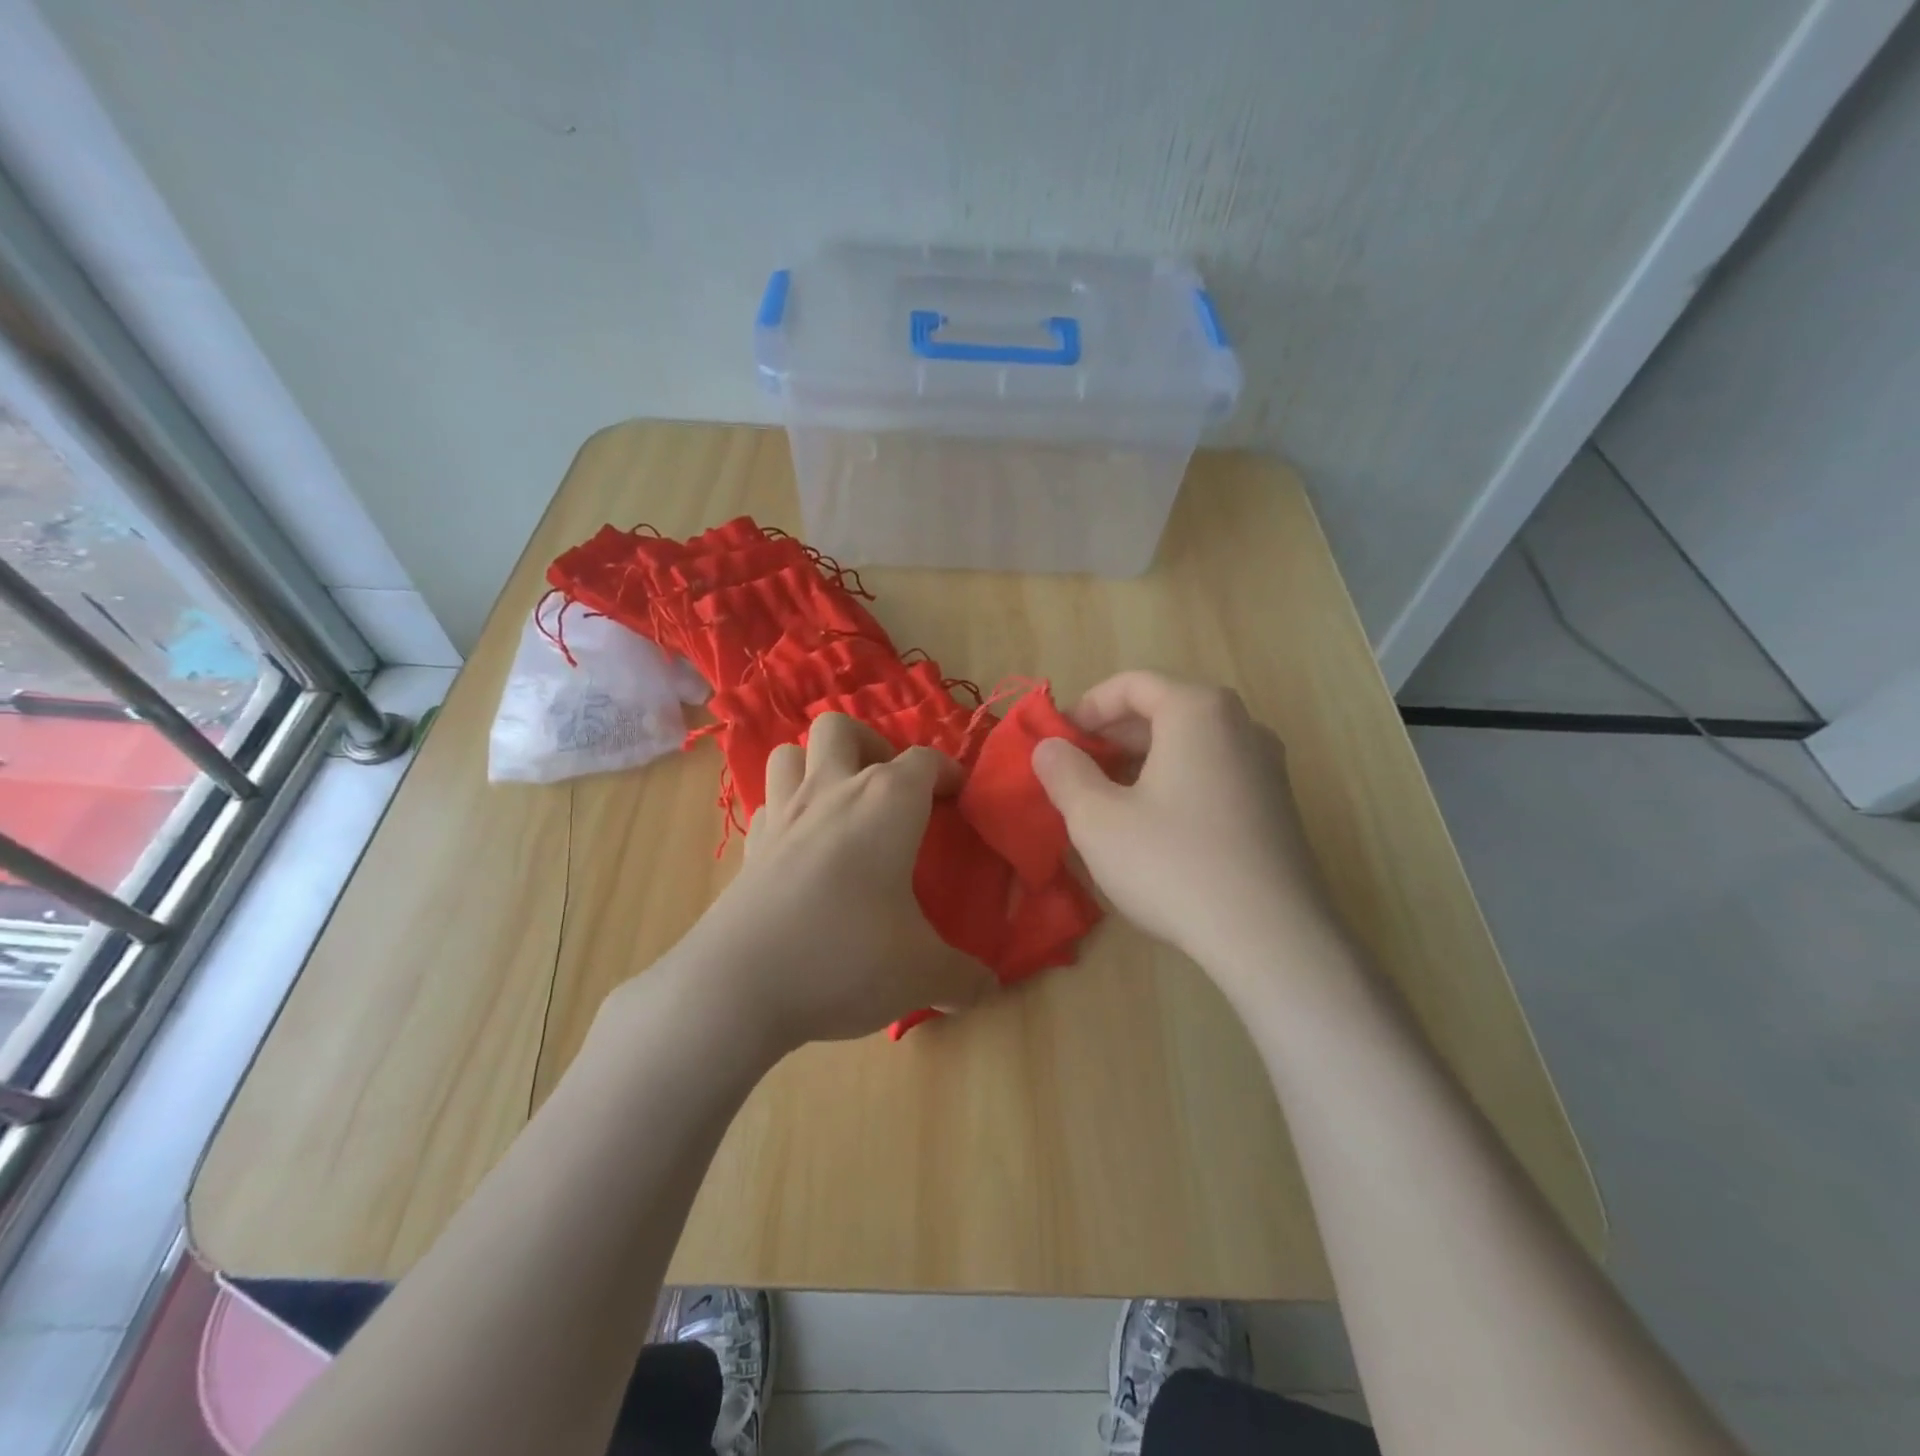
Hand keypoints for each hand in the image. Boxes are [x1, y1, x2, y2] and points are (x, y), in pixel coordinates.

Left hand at [645, 714, 993, 1053]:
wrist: (738, 986)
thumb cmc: (846, 957)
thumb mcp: (921, 973)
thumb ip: (962, 977)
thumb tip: (989, 989)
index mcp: (886, 804)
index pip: (925, 761)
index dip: (947, 772)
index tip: (958, 796)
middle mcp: (832, 792)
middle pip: (841, 729)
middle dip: (870, 745)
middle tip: (889, 791)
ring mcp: (782, 816)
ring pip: (790, 753)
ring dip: (817, 766)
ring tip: (840, 806)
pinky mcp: (748, 848)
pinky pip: (768, 805)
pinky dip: (787, 812)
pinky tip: (801, 848)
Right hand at [1031, 672, 1343, 984]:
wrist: (1272, 938)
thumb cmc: (1173, 864)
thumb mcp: (1097, 819)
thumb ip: (1064, 773)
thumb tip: (1049, 748)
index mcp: (1197, 711)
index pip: (1132, 684)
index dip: (1086, 707)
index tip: (1058, 741)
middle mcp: (1240, 725)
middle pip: (1163, 710)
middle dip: (1112, 737)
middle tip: (1076, 772)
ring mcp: (1266, 765)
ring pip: (1189, 744)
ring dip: (1141, 762)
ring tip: (1107, 801)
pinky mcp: (1276, 805)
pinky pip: (1213, 773)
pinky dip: (1174, 782)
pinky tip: (1153, 827)